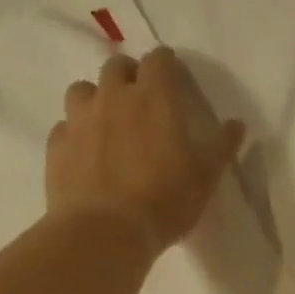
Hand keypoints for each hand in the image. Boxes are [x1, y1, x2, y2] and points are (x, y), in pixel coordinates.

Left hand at [47, 46, 245, 251]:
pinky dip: (76, 133)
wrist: (106, 233)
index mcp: (154, 97)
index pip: (159, 60)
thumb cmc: (165, 201)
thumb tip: (237, 124)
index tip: (174, 81)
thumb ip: (221, 146)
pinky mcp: (57, 146)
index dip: (167, 66)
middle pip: (117, 66)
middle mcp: (113, 97)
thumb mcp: (205, 177)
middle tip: (141, 101)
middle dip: (129, 76)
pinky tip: (85, 154)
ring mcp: (79, 119)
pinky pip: (65, 127)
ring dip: (96, 99)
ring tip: (107, 123)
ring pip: (82, 90)